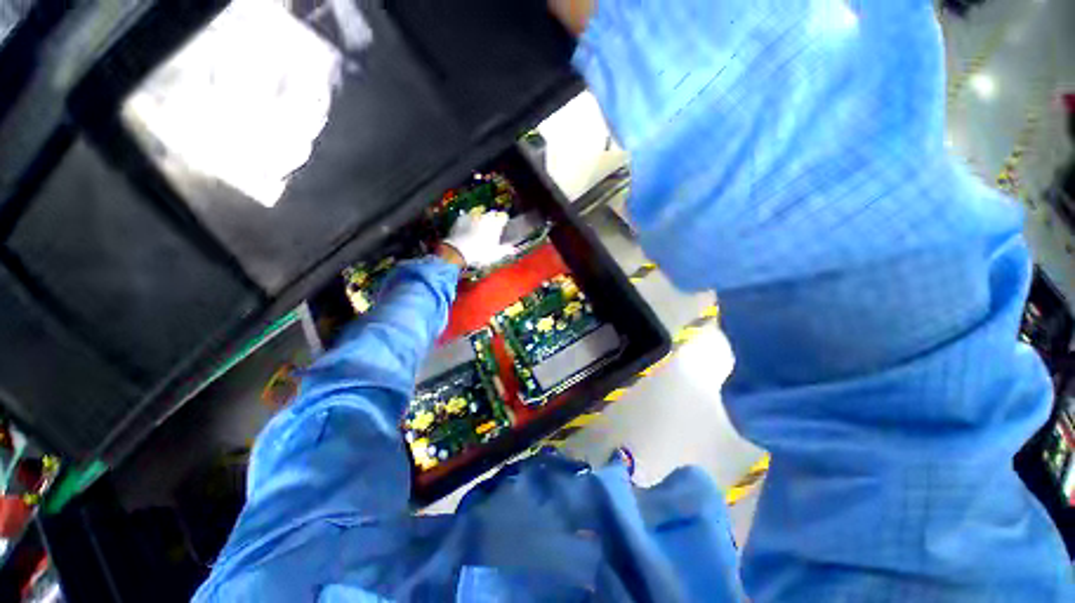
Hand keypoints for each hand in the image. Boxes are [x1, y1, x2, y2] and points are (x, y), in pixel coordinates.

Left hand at [441, 211, 513, 267]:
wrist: (458, 251)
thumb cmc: (480, 253)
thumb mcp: (496, 254)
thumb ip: (506, 250)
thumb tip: (514, 249)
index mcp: (496, 224)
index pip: (503, 217)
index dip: (503, 221)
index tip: (502, 226)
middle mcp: (485, 217)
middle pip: (491, 214)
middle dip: (492, 219)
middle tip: (490, 228)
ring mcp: (472, 216)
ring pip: (479, 213)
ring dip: (480, 218)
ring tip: (478, 227)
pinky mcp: (461, 218)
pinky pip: (467, 216)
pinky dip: (468, 220)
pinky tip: (467, 227)